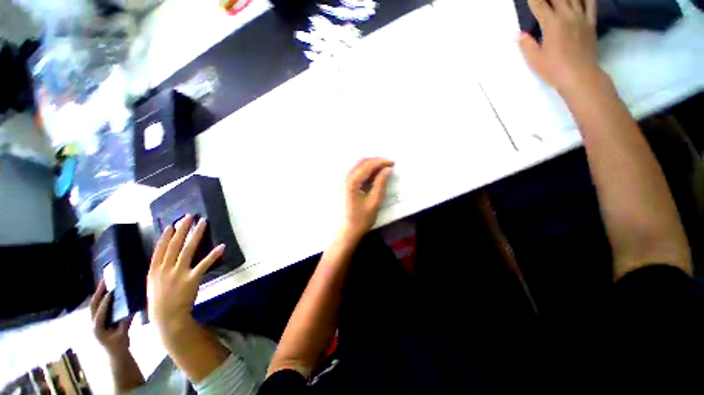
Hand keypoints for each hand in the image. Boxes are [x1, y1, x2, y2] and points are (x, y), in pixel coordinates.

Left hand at [90, 280, 133, 355]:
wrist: (115, 356)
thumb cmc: (119, 347)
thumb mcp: (123, 335)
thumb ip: (125, 323)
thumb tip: (131, 309)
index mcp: (97, 328)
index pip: (100, 312)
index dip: (105, 302)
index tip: (112, 292)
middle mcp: (93, 323)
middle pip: (93, 305)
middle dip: (98, 292)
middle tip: (106, 280)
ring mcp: (95, 321)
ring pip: (95, 305)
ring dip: (100, 293)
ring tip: (106, 282)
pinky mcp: (100, 320)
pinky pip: (100, 306)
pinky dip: (103, 298)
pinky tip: (110, 292)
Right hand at [147, 215, 223, 336]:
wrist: (167, 318)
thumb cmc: (160, 301)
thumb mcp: (153, 284)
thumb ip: (158, 269)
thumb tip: (165, 256)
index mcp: (154, 270)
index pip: (160, 249)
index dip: (166, 236)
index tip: (173, 224)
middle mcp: (165, 269)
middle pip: (175, 244)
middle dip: (182, 229)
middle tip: (189, 216)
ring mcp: (178, 273)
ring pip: (188, 249)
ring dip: (196, 234)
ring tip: (203, 222)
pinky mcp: (192, 279)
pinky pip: (204, 264)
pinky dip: (213, 254)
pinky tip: (221, 246)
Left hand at [340, 158, 393, 240]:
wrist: (347, 231)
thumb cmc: (361, 219)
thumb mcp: (374, 202)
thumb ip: (381, 183)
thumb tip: (388, 169)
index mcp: (352, 182)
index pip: (368, 165)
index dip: (381, 162)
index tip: (393, 163)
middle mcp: (346, 178)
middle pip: (362, 162)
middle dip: (376, 161)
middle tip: (389, 165)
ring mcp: (345, 181)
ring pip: (359, 166)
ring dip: (372, 165)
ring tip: (384, 169)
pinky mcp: (346, 185)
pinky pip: (357, 172)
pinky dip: (367, 171)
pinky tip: (375, 175)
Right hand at [518, 0, 601, 92]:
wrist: (580, 76)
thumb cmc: (554, 69)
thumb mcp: (535, 60)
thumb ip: (526, 44)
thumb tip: (519, 34)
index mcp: (552, 23)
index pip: (539, 4)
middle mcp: (567, 15)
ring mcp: (581, 17)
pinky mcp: (591, 23)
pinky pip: (591, 3)